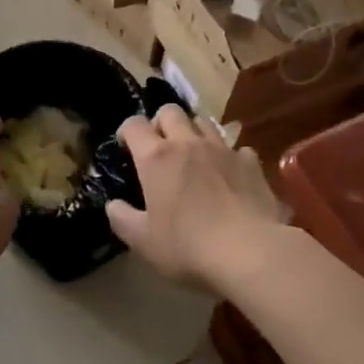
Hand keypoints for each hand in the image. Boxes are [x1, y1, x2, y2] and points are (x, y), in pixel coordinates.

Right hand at [107, 104, 286, 293]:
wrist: (250, 252)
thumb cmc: (188, 246)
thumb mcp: (143, 241)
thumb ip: (122, 219)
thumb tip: (113, 205)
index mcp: (156, 157)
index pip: (133, 124)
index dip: (126, 131)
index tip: (126, 148)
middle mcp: (187, 143)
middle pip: (170, 111)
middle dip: (161, 122)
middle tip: (160, 146)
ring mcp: (222, 149)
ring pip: (204, 122)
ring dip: (194, 132)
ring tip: (194, 155)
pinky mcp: (251, 163)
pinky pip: (237, 148)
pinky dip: (229, 156)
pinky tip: (230, 175)